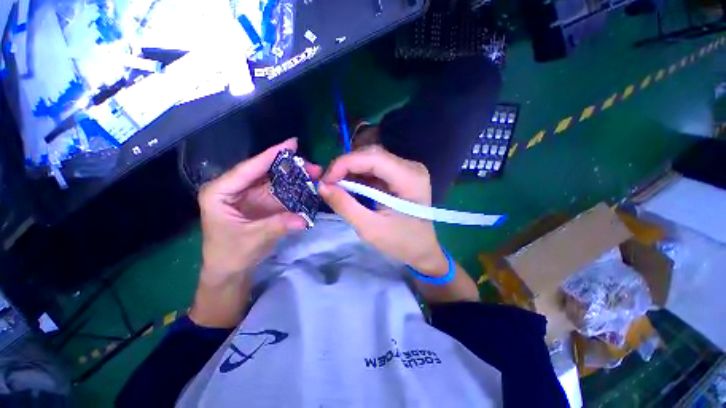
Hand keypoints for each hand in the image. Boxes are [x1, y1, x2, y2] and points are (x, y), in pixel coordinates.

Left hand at [198, 138, 321, 284]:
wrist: (230, 271)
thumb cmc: (230, 254)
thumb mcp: (253, 239)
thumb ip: (278, 225)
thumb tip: (304, 219)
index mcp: (221, 192)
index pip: (248, 169)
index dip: (271, 155)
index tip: (292, 143)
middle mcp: (235, 189)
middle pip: (265, 172)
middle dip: (289, 167)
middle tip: (313, 166)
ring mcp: (250, 195)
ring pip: (275, 181)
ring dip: (295, 178)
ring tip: (315, 174)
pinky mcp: (261, 203)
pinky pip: (280, 192)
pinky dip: (294, 190)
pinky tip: (308, 187)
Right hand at [318, 146, 447, 275]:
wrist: (422, 250)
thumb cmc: (401, 243)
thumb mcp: (370, 228)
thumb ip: (345, 205)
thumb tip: (322, 186)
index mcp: (409, 178)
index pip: (373, 157)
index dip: (345, 163)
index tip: (325, 180)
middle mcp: (411, 167)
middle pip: (372, 155)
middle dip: (346, 166)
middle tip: (329, 183)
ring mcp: (407, 170)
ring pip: (372, 160)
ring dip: (351, 171)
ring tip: (336, 186)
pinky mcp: (401, 175)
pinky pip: (376, 169)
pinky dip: (360, 176)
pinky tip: (350, 186)